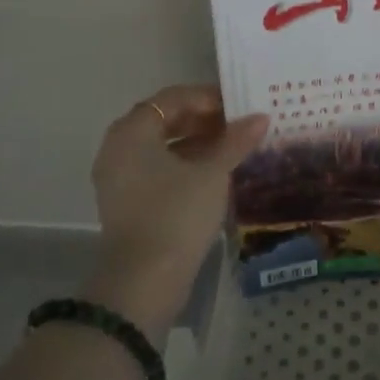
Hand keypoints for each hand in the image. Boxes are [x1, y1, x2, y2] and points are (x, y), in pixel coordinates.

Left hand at [84, 85, 268, 330]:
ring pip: (162, 146)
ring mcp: (119, 178)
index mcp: (132, 131)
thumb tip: (260, 117)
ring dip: (197, 142)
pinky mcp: (127, 203)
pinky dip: (185, 164)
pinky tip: (216, 172)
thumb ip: (235, 141)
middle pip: (165, 119)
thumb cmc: (176, 215)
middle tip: (238, 124)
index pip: (173, 98)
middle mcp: (118, 148)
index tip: (238, 105)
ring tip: (233, 146)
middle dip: (203, 119)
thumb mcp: (212, 173)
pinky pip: (157, 169)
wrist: (143, 283)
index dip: (207, 97)